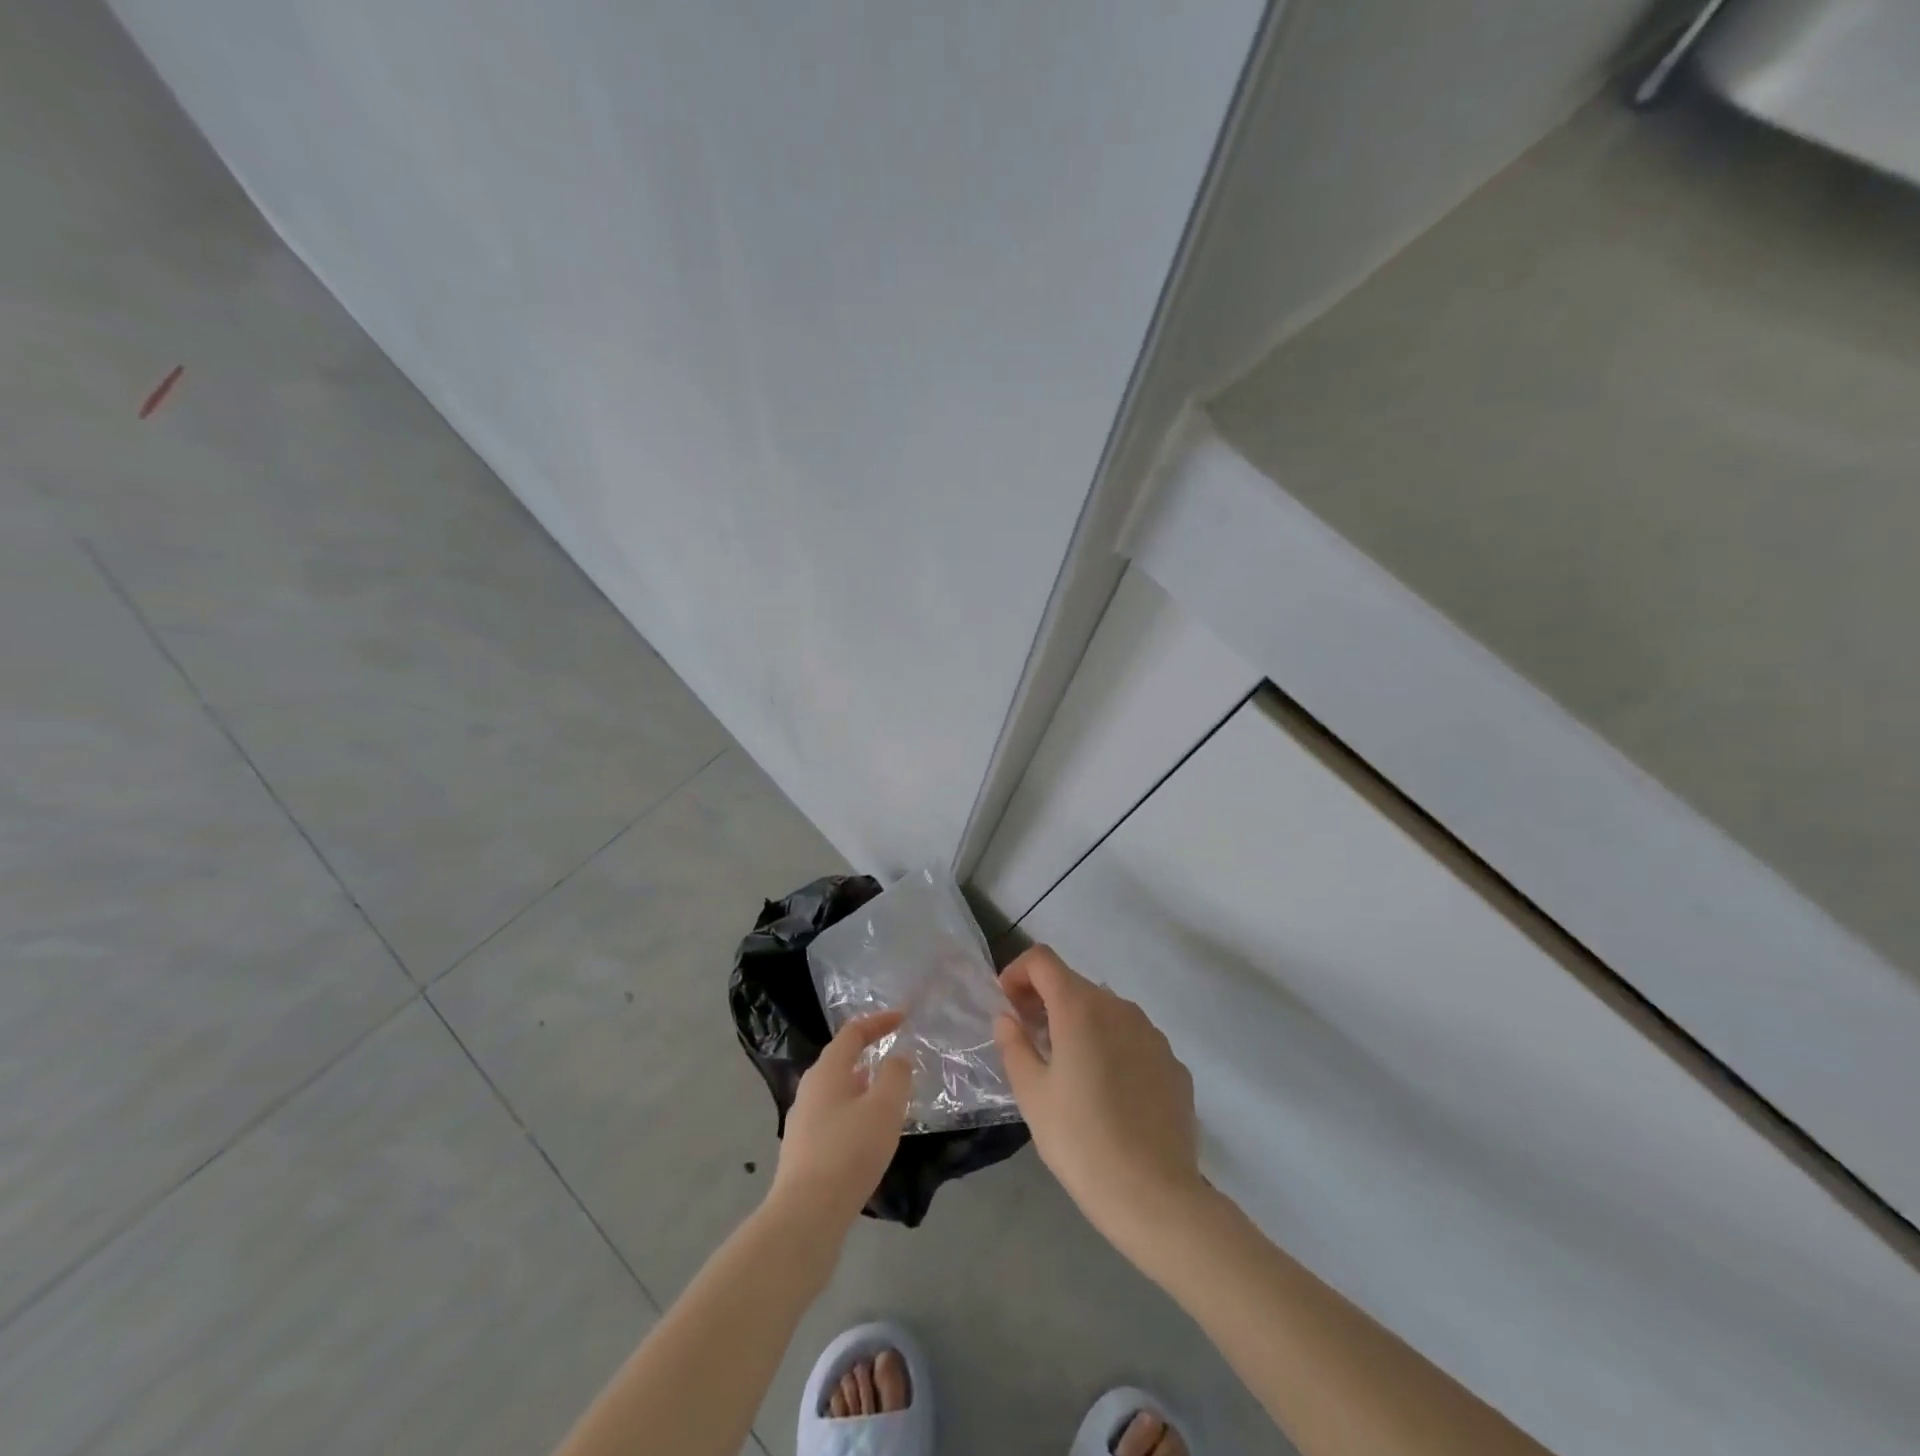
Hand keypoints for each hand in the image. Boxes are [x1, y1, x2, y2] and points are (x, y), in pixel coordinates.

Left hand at [769, 1011, 912, 1233]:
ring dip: (864, 1087)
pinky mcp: (804, 1152)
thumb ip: (896, 1075)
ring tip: (889, 1097)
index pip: (853, 1032)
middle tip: (897, 1058)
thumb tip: (897, 1057)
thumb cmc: (849, 1151)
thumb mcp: (884, 1107)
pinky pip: (835, 1118)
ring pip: (838, 1091)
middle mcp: (810, 1090)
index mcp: (827, 1071)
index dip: (879, 1021)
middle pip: (841, 1060)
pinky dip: (856, 1113)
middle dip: (870, 1054)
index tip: (903, 1018)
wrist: (806, 1216)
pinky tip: (870, 1135)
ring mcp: (802, 1122)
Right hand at [993, 946, 1207, 1265]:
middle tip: (1028, 1038)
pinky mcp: (1173, 1063)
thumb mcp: (1032, 1095)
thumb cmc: (1081, 1141)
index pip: (1042, 960)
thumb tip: (1008, 1018)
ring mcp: (1152, 1034)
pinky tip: (1107, 1093)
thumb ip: (1014, 1045)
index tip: (1007, 1005)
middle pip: (1075, 983)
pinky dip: (1111, 1047)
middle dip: (1045, 1000)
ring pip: (1106, 1011)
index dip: (1018, 973)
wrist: (1155, 1195)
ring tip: (1067, 1067)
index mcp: (1080, 1007)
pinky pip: (1133, 1040)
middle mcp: (1120, 1007)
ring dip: (1080, 1023)